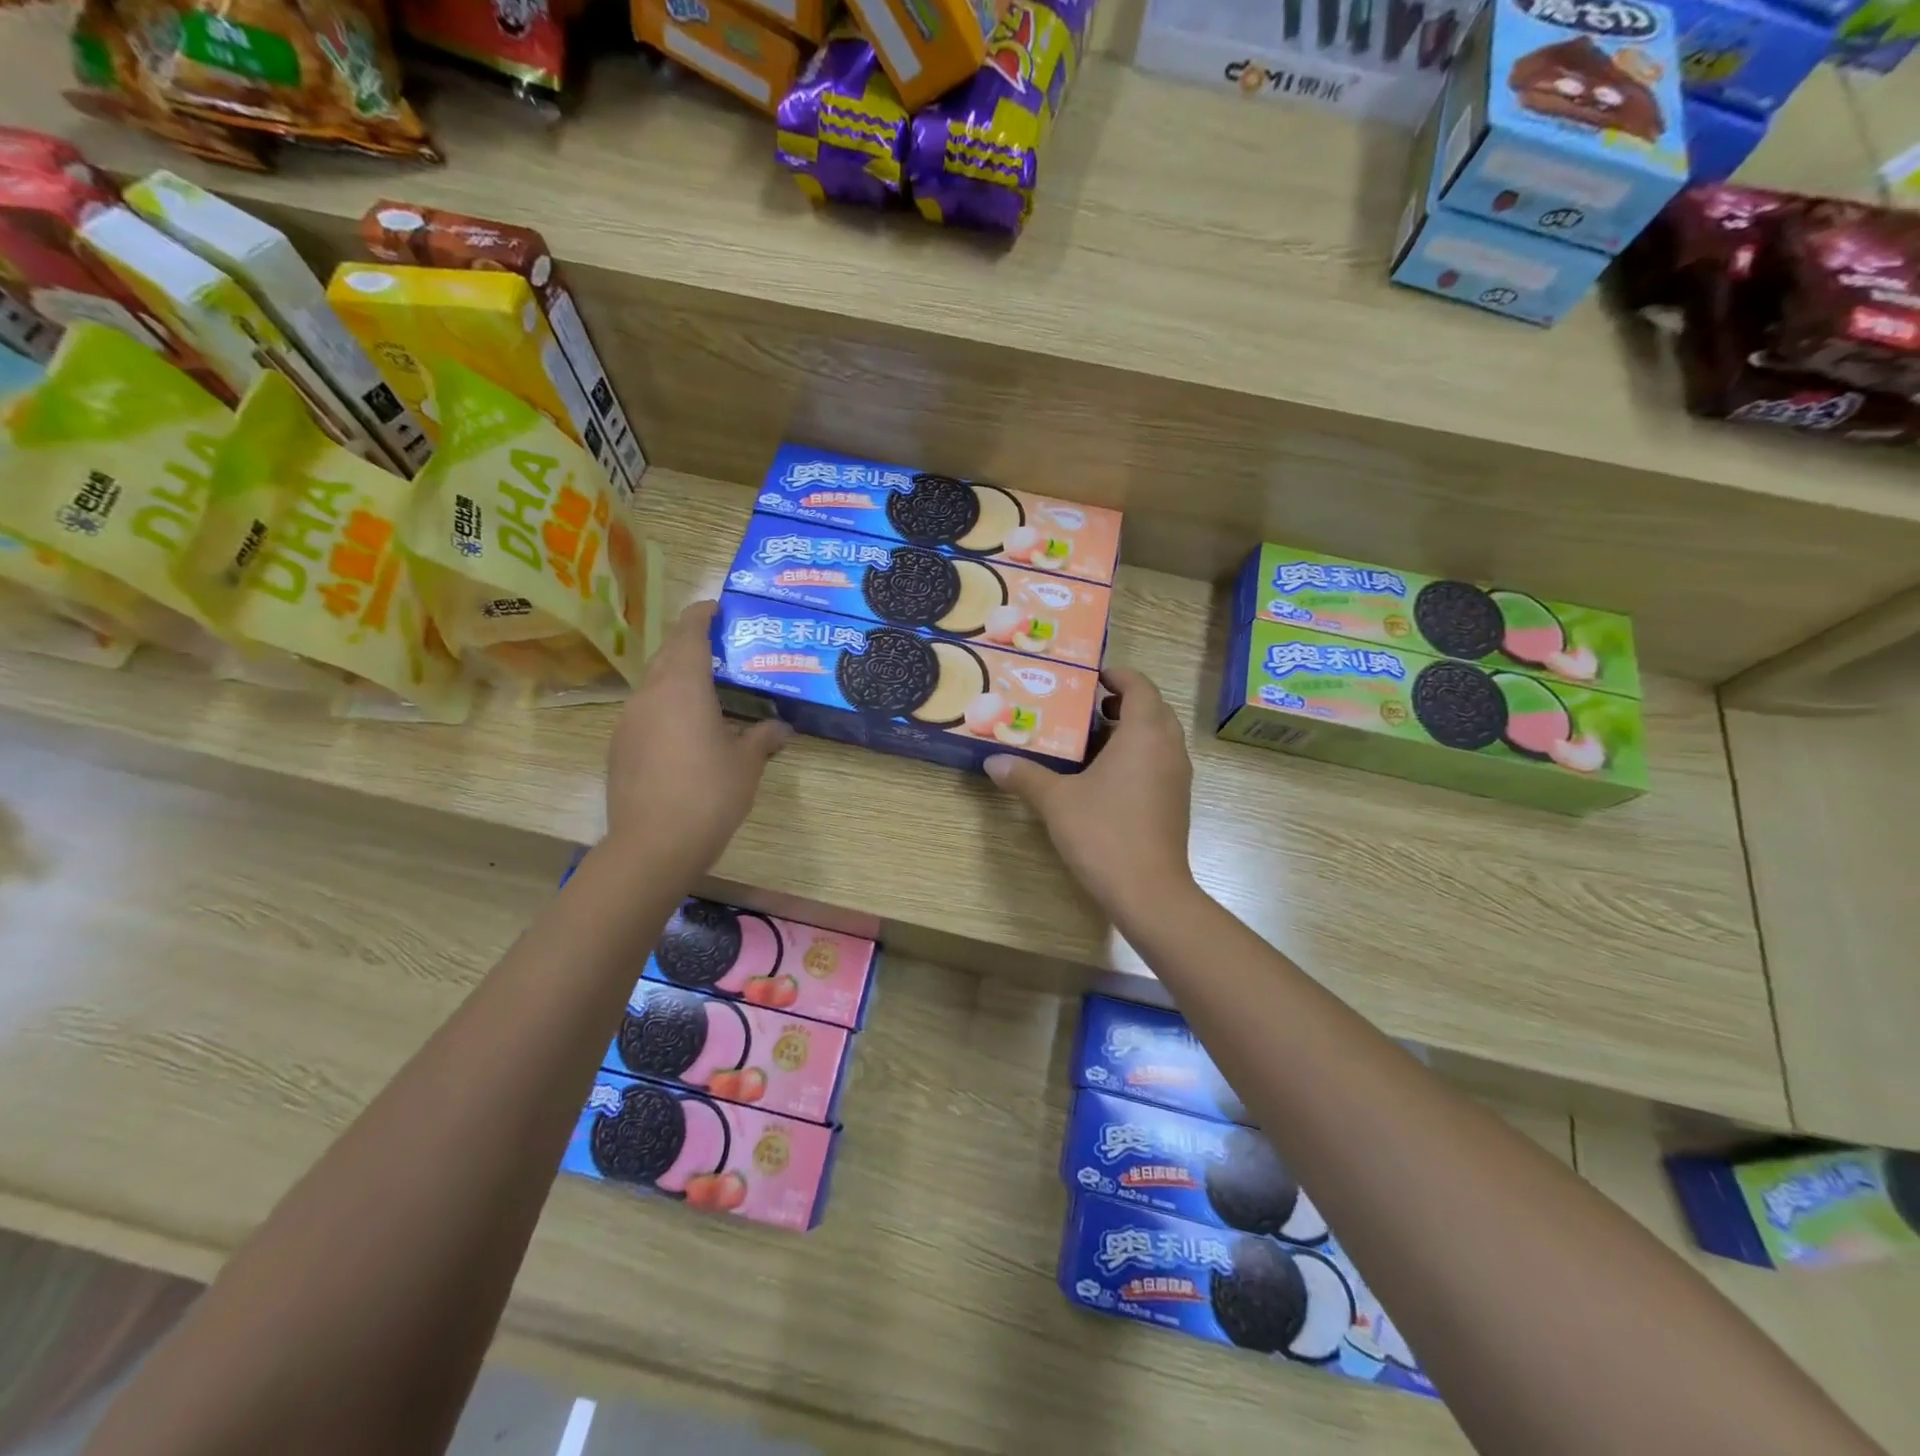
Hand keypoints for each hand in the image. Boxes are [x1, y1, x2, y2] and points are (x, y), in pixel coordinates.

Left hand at [604, 600, 788, 874]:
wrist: (653, 845)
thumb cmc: (709, 794)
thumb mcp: (747, 764)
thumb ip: (763, 738)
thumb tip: (782, 728)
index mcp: (683, 686)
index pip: (689, 632)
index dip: (702, 614)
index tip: (718, 608)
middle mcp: (650, 694)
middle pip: (668, 654)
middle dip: (691, 644)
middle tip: (722, 649)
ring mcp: (628, 720)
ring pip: (654, 684)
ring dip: (677, 678)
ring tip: (708, 692)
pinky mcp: (619, 747)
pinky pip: (645, 713)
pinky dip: (666, 709)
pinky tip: (685, 734)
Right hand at [984, 668, 1195, 918]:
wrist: (1149, 891)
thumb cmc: (1104, 833)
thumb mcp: (1056, 801)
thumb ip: (1025, 776)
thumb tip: (993, 762)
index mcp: (1145, 733)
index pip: (1139, 685)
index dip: (1117, 675)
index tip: (1089, 677)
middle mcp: (1168, 747)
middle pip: (1152, 708)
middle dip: (1121, 701)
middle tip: (1083, 707)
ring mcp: (1177, 775)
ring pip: (1157, 736)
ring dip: (1129, 729)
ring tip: (1088, 739)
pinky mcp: (1176, 800)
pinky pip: (1158, 761)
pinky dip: (1136, 755)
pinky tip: (1103, 776)